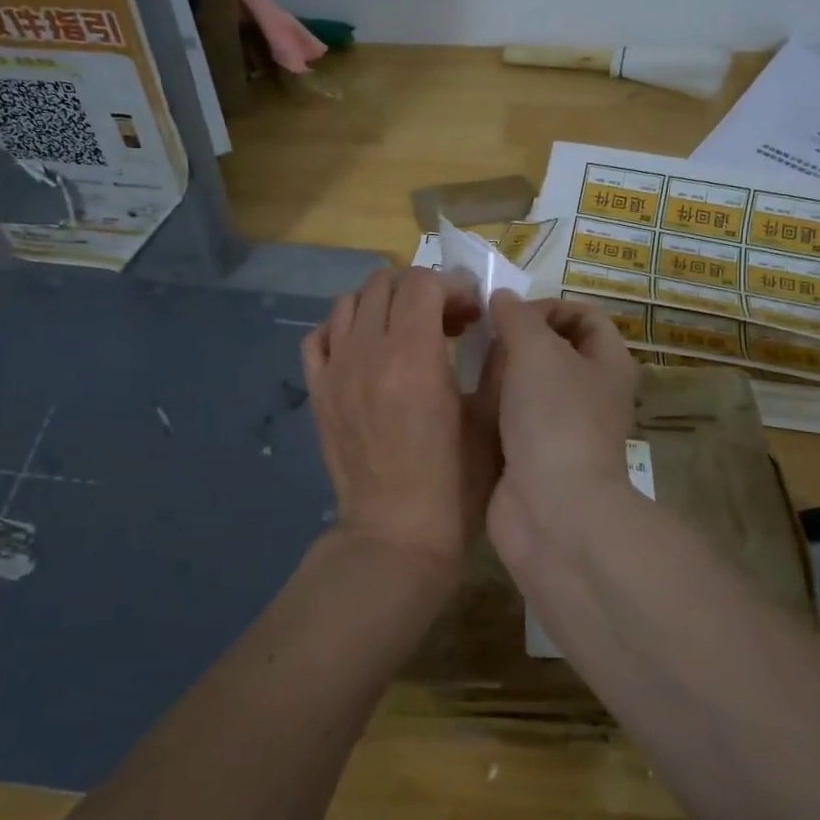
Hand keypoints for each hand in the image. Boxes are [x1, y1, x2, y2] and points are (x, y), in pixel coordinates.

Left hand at [302, 267, 482, 572]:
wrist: (395, 536)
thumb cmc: (454, 487)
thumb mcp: (491, 425)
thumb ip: (499, 366)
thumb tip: (502, 327)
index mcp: (413, 357)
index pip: (422, 283)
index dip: (453, 286)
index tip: (472, 313)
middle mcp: (367, 353)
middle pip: (384, 283)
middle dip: (421, 289)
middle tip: (446, 321)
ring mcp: (336, 370)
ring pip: (349, 302)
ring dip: (383, 303)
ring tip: (406, 330)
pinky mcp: (317, 392)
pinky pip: (320, 336)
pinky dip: (344, 328)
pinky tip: (366, 349)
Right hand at [476, 294, 639, 566]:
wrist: (551, 508)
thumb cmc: (554, 417)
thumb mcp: (537, 349)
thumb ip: (517, 316)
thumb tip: (502, 298)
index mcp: (607, 363)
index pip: (584, 316)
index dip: (549, 305)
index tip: (510, 314)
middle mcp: (589, 392)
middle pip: (550, 349)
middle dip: (515, 340)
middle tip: (483, 341)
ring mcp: (559, 426)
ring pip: (524, 384)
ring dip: (498, 374)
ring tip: (468, 368)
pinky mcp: (531, 454)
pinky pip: (508, 417)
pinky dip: (489, 408)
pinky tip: (464, 401)